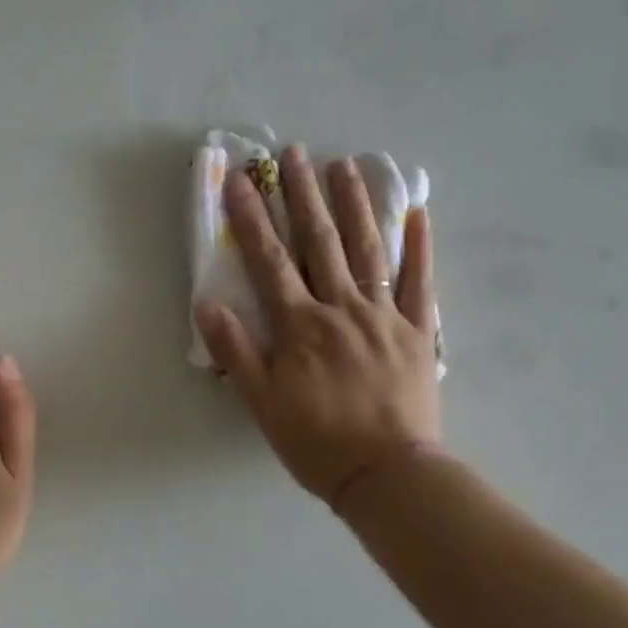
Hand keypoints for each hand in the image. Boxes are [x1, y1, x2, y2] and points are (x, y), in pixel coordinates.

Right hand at [194, 146, 441, 507]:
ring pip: (367, 250)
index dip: (251, 218)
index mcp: (301, 325)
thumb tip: (207, 304)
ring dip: (354, 205)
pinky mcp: (418, 331)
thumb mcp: (262, 403)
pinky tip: (416, 213)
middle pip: (319, 242)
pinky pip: (420, 282)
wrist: (388, 475)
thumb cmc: (318, 442)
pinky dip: (419, 247)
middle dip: (303, 194)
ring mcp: (385, 316)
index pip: (269, 260)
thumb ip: (236, 351)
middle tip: (295, 152)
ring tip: (346, 165)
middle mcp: (341, 308)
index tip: (240, 180)